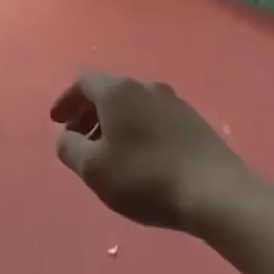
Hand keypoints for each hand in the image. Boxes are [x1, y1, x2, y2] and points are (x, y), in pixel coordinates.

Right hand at [49, 71, 252, 229]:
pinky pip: (153, 116)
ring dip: (113, 122)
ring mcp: (174, 102)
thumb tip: (65, 137)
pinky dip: (136, 128)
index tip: (57, 122)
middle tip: (78, 138)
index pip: (83, 81)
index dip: (66, 100)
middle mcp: (146, 87)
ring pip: (132, 104)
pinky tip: (138, 156)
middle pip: (109, 91)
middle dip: (88, 112)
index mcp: (118, 91)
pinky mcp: (194, 121)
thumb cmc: (144, 177)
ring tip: (107, 151)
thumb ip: (69, 149)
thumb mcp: (93, 169)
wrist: (216, 192)